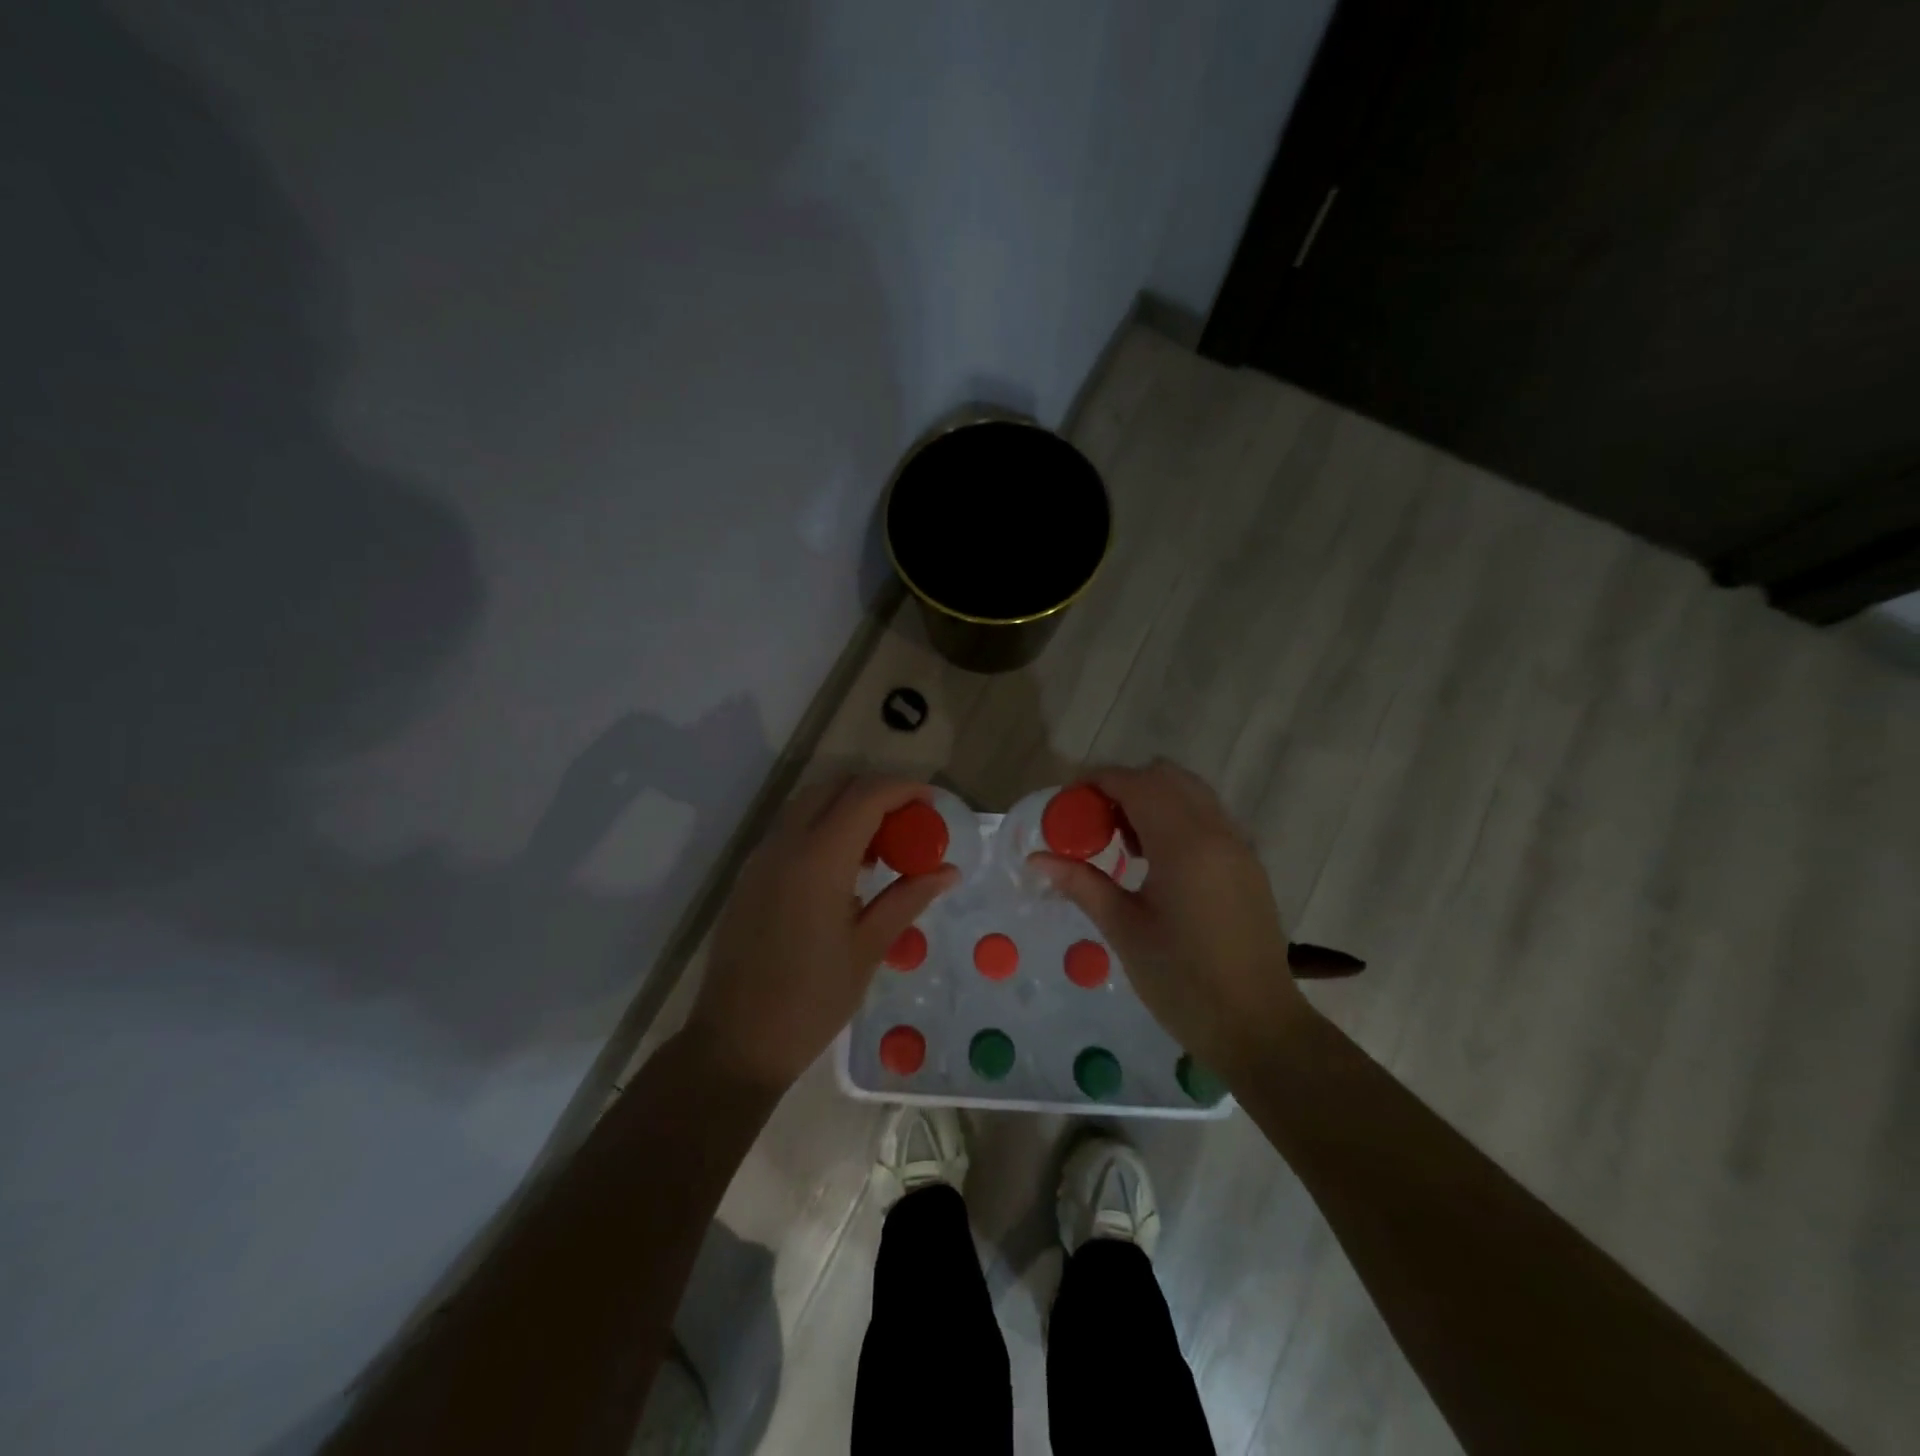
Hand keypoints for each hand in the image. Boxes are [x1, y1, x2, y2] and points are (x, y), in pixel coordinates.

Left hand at [690, 775, 959, 1090]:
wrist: (736, 1042)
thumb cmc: (811, 1001)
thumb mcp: (869, 949)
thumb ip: (908, 899)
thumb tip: (948, 871)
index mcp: (818, 861)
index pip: (865, 796)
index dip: (904, 788)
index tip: (933, 802)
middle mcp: (785, 845)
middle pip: (835, 786)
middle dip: (876, 790)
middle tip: (910, 820)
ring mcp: (761, 857)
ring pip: (810, 803)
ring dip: (848, 806)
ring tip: (883, 844)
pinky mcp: (750, 874)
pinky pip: (792, 829)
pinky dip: (824, 826)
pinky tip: (847, 867)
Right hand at [1032, 759, 1308, 1077]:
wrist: (1257, 1026)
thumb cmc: (1182, 981)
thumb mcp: (1124, 930)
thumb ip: (1081, 884)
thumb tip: (1037, 860)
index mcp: (1183, 844)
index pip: (1135, 783)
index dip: (1097, 781)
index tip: (1067, 801)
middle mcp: (1216, 831)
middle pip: (1166, 776)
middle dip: (1124, 786)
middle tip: (1094, 822)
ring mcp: (1238, 846)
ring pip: (1191, 793)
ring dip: (1153, 799)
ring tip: (1123, 842)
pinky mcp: (1249, 864)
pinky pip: (1208, 817)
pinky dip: (1178, 817)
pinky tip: (1157, 861)